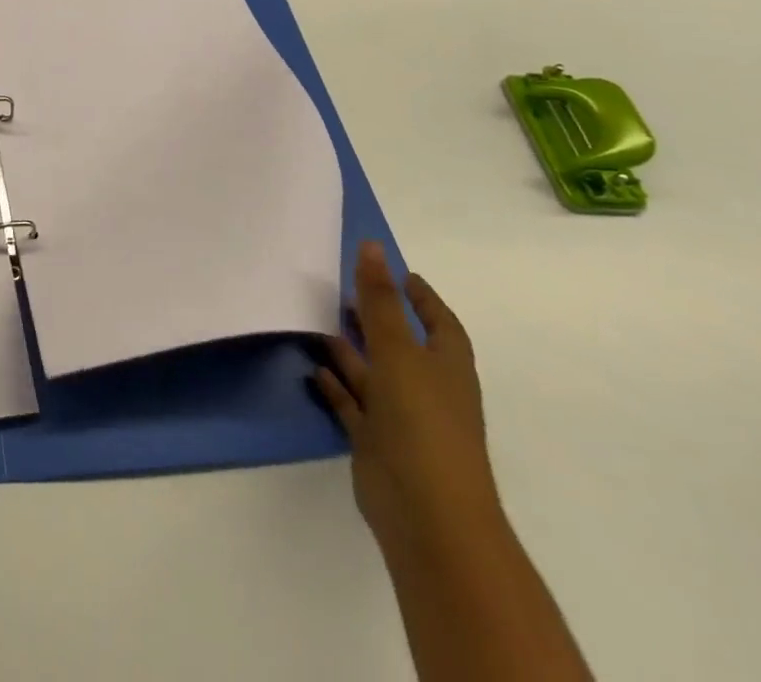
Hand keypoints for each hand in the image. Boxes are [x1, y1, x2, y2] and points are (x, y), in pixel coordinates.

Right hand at [315, 242, 502, 560]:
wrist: (427, 514)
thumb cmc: (422, 422)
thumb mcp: (398, 351)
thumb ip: (380, 300)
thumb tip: (372, 246)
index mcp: (446, 368)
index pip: (441, 323)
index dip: (423, 298)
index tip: (400, 272)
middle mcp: (427, 390)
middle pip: (403, 345)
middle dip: (377, 318)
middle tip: (344, 289)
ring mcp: (402, 419)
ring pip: (374, 374)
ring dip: (351, 350)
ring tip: (318, 319)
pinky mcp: (377, 443)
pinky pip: (355, 405)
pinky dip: (337, 386)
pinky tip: (314, 368)